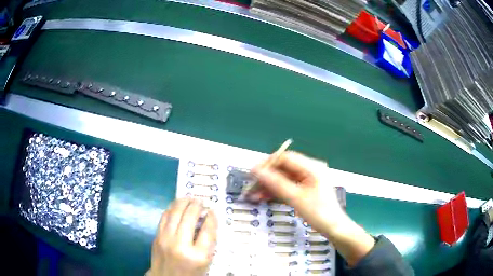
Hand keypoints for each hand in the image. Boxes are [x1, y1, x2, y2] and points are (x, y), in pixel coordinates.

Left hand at [148, 198, 217, 275]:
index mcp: (198, 256)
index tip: (213, 210)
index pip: (207, 231)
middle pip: (189, 217)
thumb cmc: (190, 272)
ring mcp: (166, 240)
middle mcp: (180, 245)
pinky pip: (164, 217)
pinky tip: (177, 206)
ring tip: (189, 198)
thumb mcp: (205, 262)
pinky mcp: (156, 237)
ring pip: (174, 213)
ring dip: (183, 202)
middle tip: (201, 201)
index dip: (211, 218)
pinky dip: (171, 208)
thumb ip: (208, 242)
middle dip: (196, 205)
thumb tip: (208, 220)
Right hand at [249, 151, 374, 265]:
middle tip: (251, 186)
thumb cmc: (319, 212)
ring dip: (269, 185)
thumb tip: (257, 171)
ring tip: (254, 194)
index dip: (268, 163)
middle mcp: (309, 170)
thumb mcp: (296, 198)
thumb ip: (276, 183)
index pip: (285, 158)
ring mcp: (307, 180)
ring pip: (283, 178)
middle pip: (283, 168)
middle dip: (267, 177)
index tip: (253, 173)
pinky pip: (287, 186)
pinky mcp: (305, 189)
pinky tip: (263, 197)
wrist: (334, 228)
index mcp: (312, 167)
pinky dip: (276, 191)